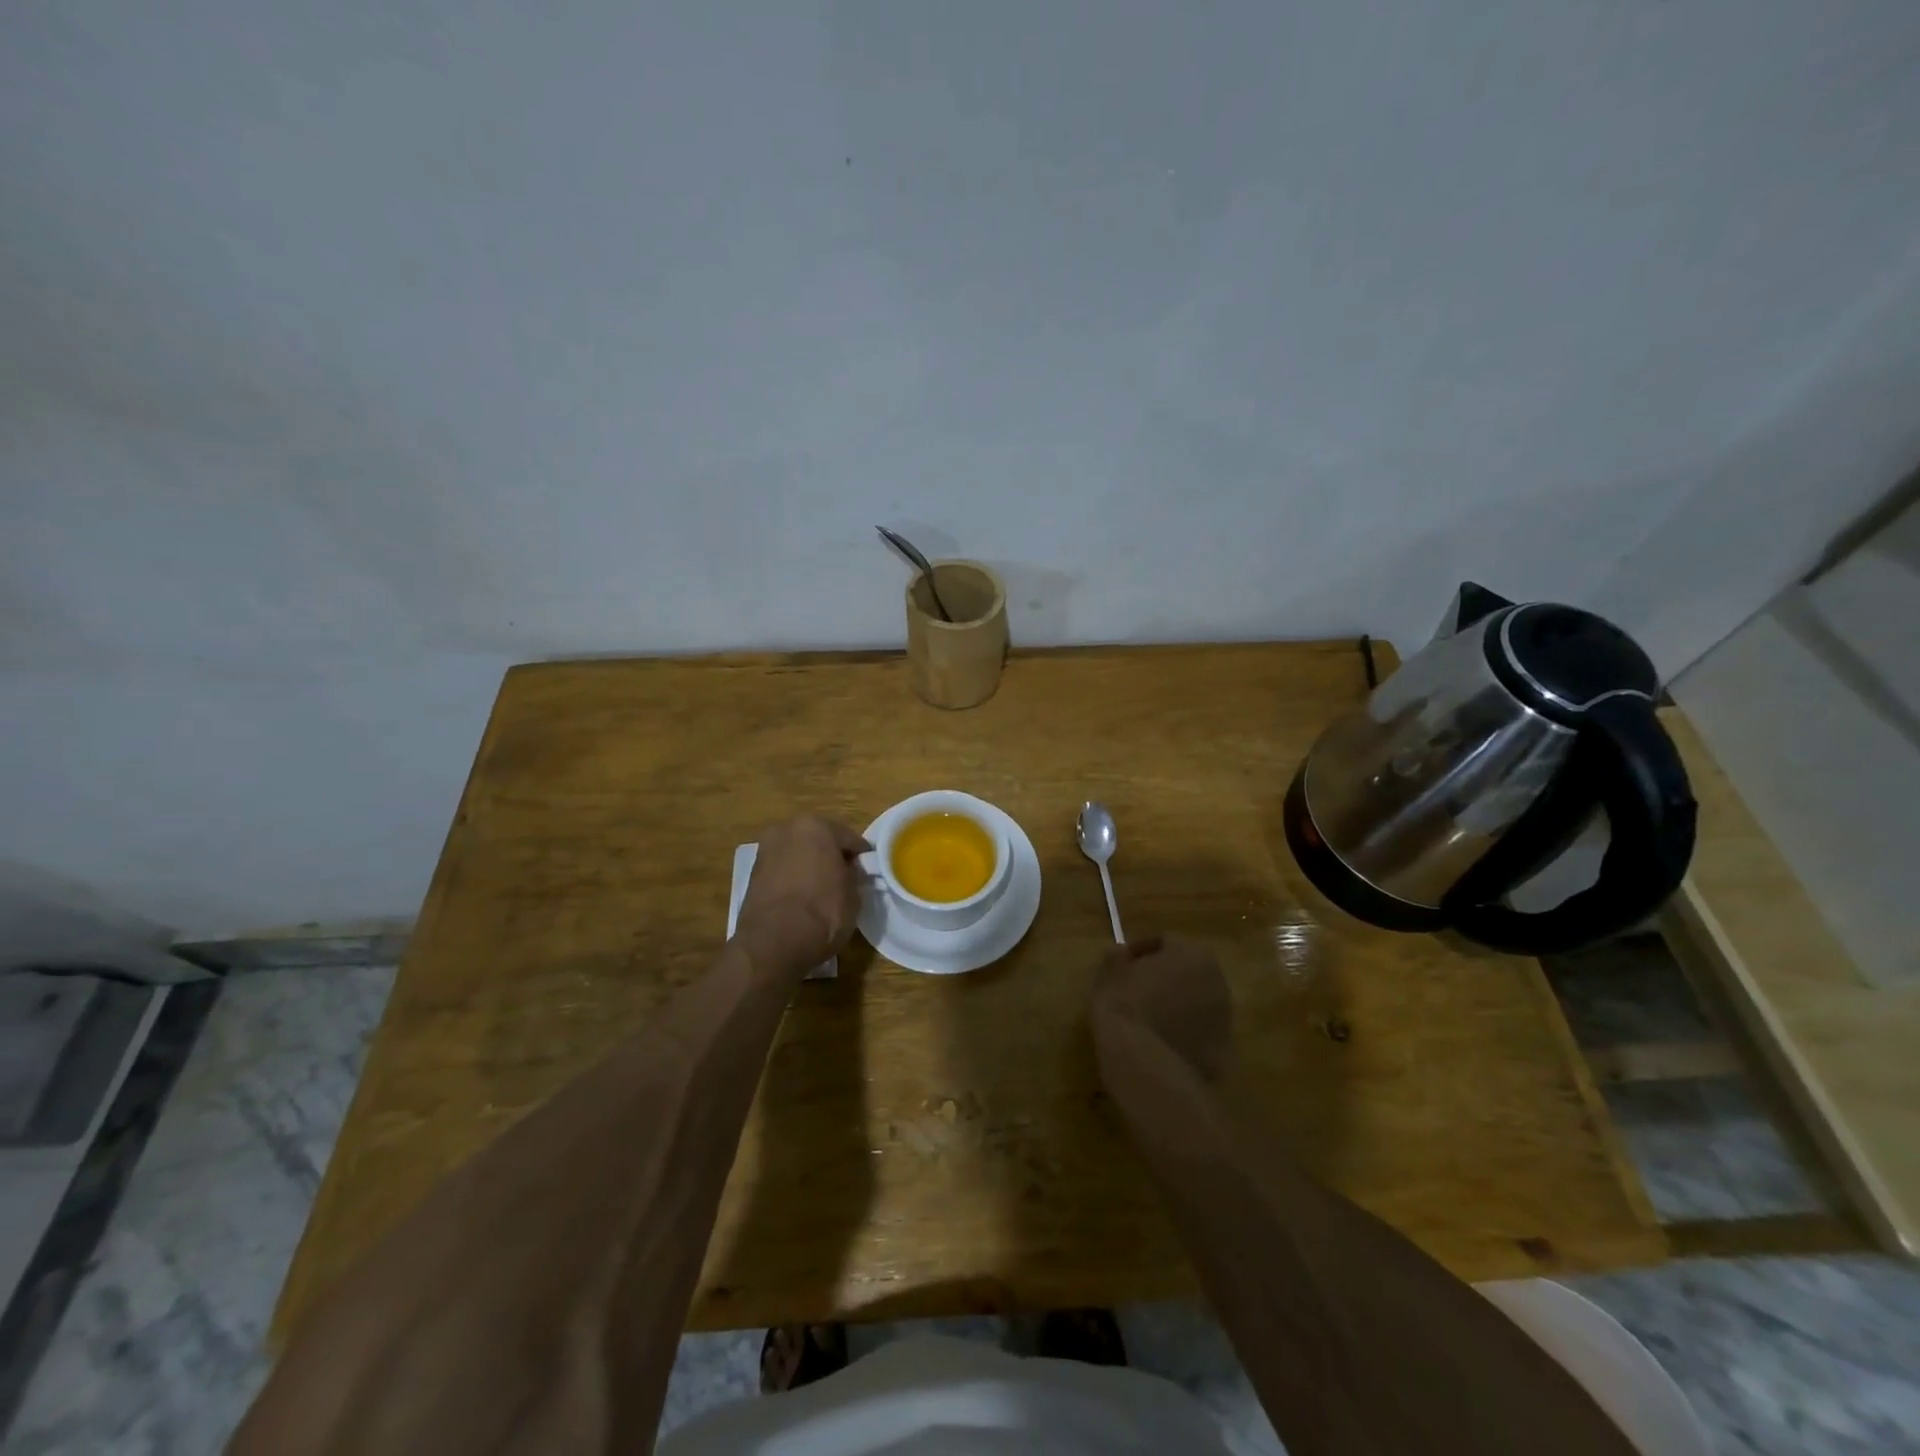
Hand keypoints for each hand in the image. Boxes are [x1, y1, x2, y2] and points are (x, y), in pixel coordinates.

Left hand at [736, 816, 871, 975]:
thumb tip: (848, 872)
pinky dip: (792, 878)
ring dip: (809, 865)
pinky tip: (801, 897)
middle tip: (843, 879)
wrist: (771, 944)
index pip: (849, 838)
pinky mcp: (752, 872)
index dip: (861, 856)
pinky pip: (782, 870)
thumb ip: (853, 875)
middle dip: (831, 856)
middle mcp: (787, 829)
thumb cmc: (822, 913)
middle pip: (819, 840)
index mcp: (816, 827)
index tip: (867, 872)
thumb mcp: (854, 896)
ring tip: (820, 890)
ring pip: (797, 853)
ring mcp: (766, 849)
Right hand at [1091, 935, 1231, 1082]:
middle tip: (1135, 989)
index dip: (1140, 951)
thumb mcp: (1110, 975)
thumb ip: (1117, 957)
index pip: (1164, 942)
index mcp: (1192, 954)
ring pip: (1196, 1002)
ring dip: (1175, 1005)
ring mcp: (1225, 1018)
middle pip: (1186, 971)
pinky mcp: (1223, 1051)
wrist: (1146, 1066)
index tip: (1120, 964)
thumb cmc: (1125, 1008)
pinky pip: (1199, 1033)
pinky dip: (1184, 1034)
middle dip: (1164, 977)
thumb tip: (1120, 952)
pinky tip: (1160, 1044)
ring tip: (1147, 1019)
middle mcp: (1217, 980)